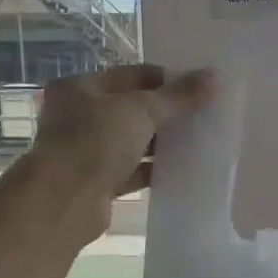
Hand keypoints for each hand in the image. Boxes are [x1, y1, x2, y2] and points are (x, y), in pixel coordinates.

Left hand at [29, 64, 214, 241]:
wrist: (63, 202)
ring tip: (198, 142)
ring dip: (162, 143)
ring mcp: (87, 151)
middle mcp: (80, 116)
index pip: (133, 75)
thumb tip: (214, 76)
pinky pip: (132, 171)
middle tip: (204, 116)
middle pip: (133, 109)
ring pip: (133, 142)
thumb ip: (177, 97)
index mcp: (81, 88)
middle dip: (167, 114)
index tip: (201, 89)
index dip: (168, 80)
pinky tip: (182, 170)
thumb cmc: (94, 143)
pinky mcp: (98, 182)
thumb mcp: (140, 112)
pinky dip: (154, 170)